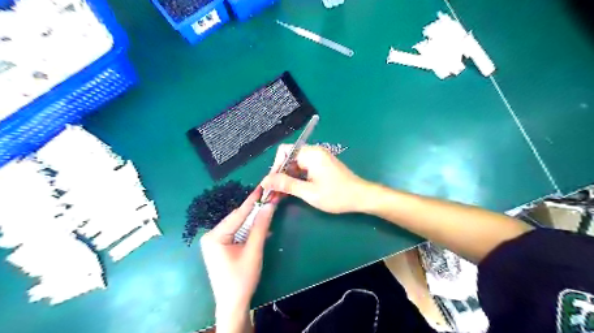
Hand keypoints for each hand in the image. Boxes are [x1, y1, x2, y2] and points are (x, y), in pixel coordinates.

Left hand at [200, 187, 272, 330]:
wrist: (233, 304)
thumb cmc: (242, 278)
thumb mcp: (253, 250)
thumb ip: (261, 226)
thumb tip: (269, 205)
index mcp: (215, 236)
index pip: (238, 214)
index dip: (252, 200)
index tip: (262, 187)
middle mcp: (212, 236)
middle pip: (238, 218)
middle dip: (254, 210)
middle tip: (269, 198)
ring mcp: (215, 242)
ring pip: (239, 225)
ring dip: (254, 221)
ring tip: (268, 209)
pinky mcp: (221, 247)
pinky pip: (237, 233)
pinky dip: (250, 231)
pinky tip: (261, 228)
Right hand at [262, 143, 369, 212]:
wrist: (361, 197)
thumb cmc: (336, 195)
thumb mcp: (309, 192)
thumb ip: (286, 185)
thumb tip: (265, 181)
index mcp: (311, 154)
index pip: (284, 152)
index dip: (275, 167)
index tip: (271, 184)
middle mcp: (313, 152)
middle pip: (289, 158)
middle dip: (280, 175)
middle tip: (273, 193)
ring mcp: (318, 158)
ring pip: (295, 165)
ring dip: (287, 178)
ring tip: (280, 195)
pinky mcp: (321, 165)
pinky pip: (303, 169)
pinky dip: (296, 179)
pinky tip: (291, 191)